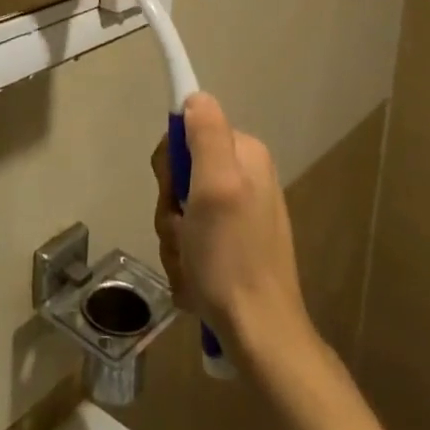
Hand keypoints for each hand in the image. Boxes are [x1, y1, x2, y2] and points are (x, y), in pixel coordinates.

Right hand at [152, 93, 310, 363]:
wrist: (259, 334)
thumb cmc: (232, 257)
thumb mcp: (216, 186)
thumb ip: (206, 134)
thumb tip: (194, 96)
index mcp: (245, 154)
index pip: (186, 131)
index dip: (171, 163)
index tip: (176, 192)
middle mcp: (244, 176)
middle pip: (180, 172)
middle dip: (170, 205)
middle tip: (182, 230)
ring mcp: (238, 212)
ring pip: (180, 207)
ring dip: (174, 235)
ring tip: (189, 261)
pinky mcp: (231, 243)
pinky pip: (190, 235)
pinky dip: (184, 256)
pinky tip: (195, 276)